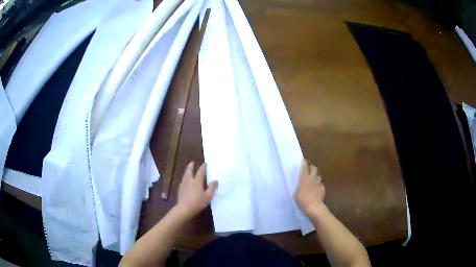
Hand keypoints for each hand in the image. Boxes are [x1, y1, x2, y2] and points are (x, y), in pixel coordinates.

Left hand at [175, 162, 217, 219]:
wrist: (184, 209)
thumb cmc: (197, 203)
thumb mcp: (208, 196)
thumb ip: (212, 188)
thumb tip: (215, 180)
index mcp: (197, 181)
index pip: (200, 172)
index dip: (203, 167)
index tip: (205, 163)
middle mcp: (189, 181)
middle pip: (189, 171)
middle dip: (191, 166)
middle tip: (192, 162)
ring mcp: (183, 185)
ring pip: (185, 175)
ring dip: (187, 171)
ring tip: (188, 170)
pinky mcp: (180, 189)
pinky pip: (183, 181)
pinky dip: (185, 178)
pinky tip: (185, 181)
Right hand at [295, 159, 325, 218]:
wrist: (314, 206)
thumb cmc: (302, 200)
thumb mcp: (296, 194)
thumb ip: (299, 188)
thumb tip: (300, 187)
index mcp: (304, 179)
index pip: (305, 168)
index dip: (304, 163)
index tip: (304, 160)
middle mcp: (312, 179)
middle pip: (314, 169)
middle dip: (312, 168)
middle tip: (310, 170)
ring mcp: (319, 183)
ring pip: (318, 176)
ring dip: (316, 177)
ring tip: (313, 181)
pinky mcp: (323, 188)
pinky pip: (320, 185)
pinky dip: (318, 186)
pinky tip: (317, 190)